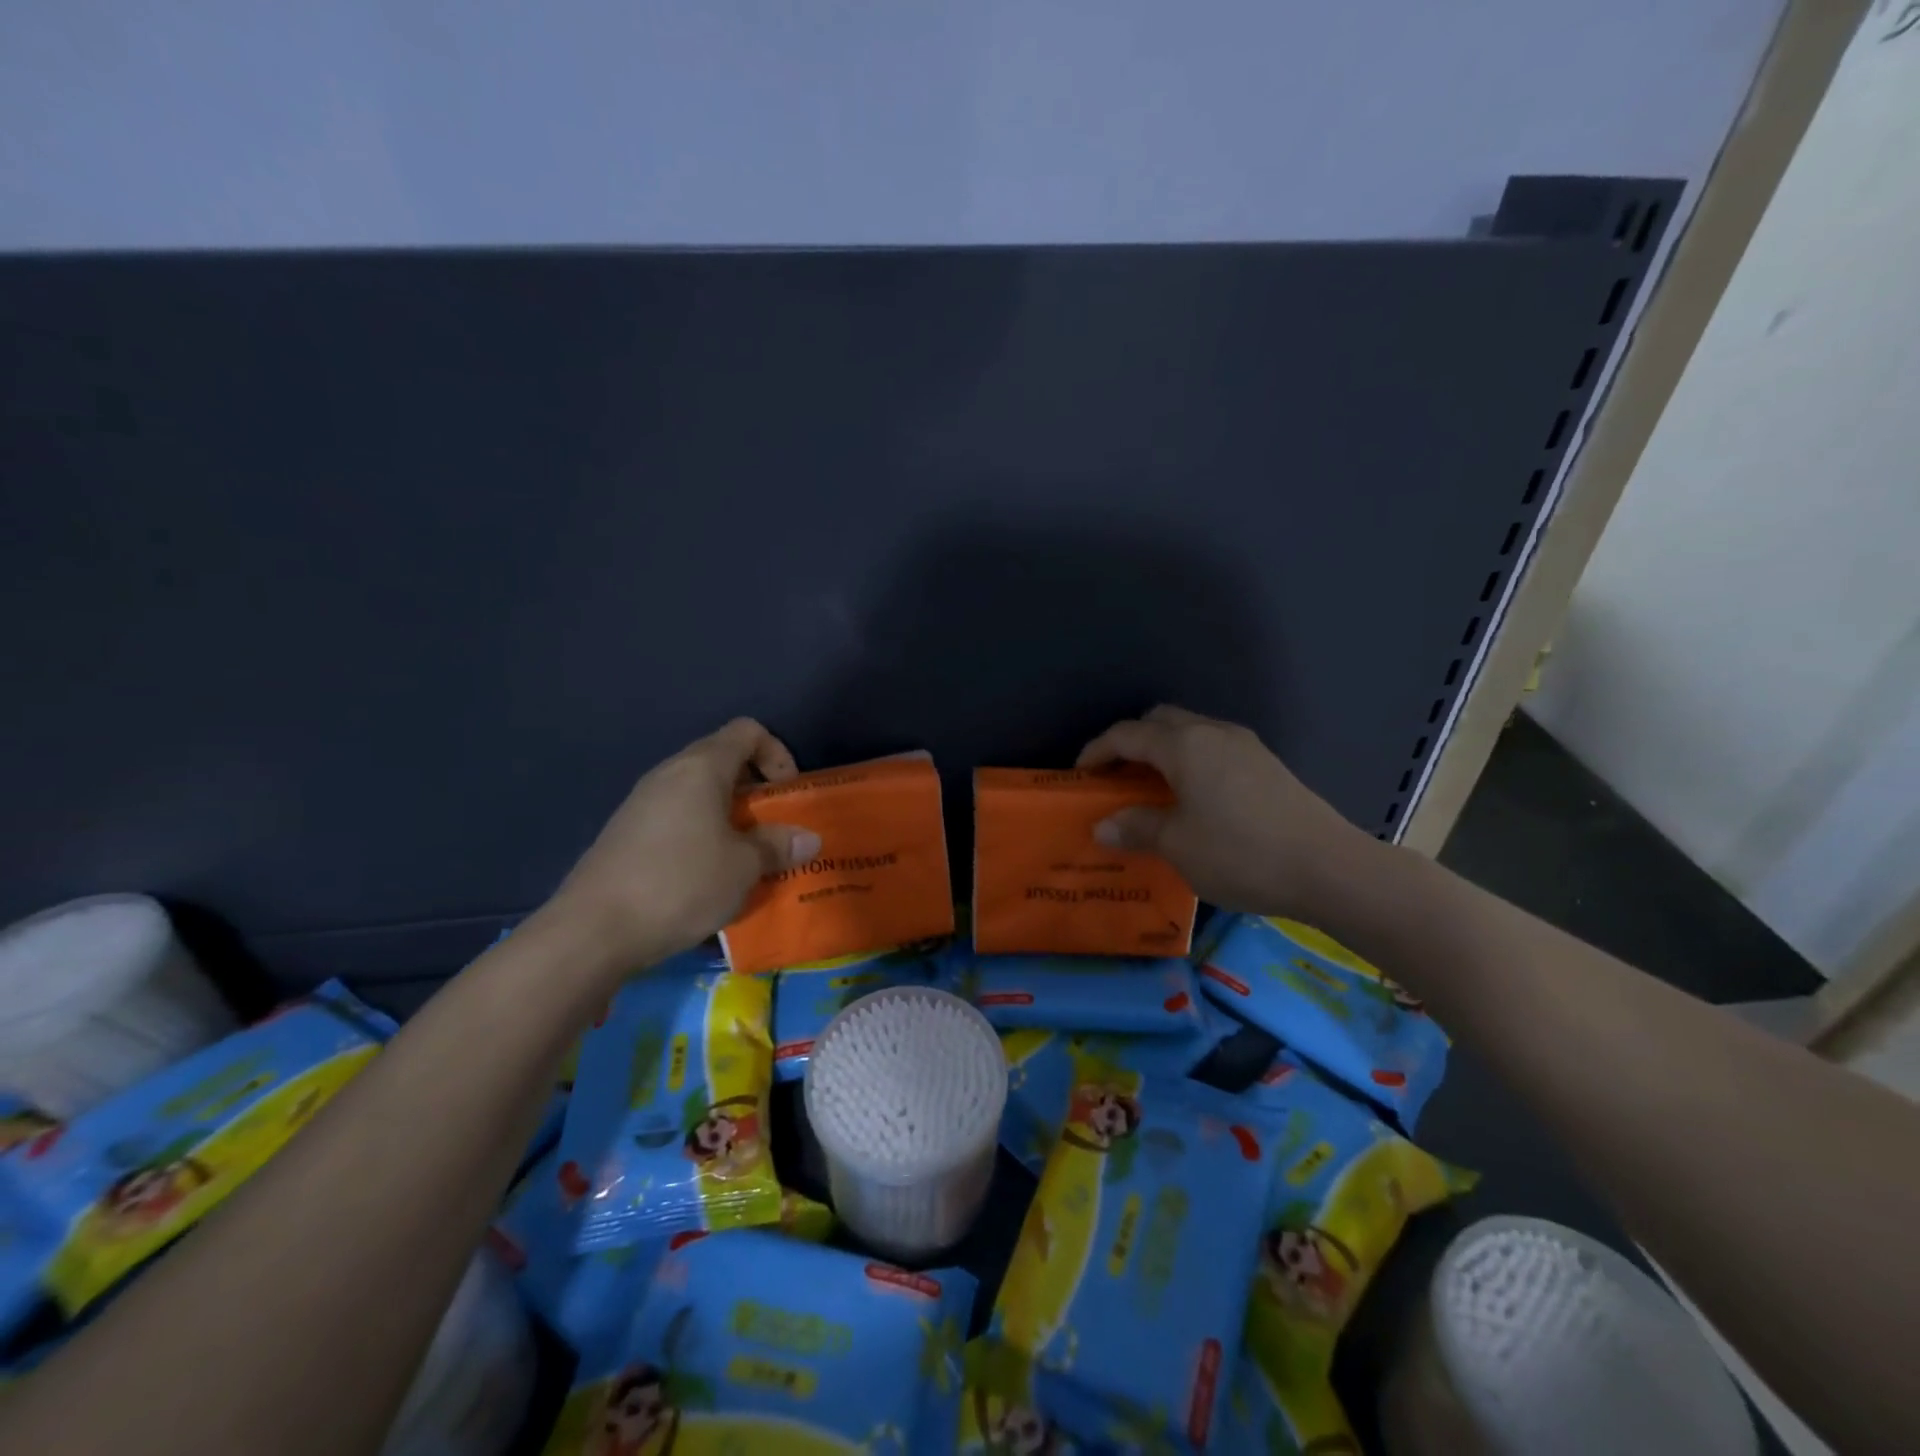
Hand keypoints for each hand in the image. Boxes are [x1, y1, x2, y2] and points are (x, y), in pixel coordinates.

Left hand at [544, 719, 819, 973]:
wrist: (592, 931)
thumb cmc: (681, 883)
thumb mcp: (743, 867)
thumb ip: (778, 846)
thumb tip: (808, 839)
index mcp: (701, 768)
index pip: (747, 732)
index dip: (777, 754)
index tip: (787, 795)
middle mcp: (669, 774)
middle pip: (722, 761)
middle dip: (756, 791)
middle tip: (773, 829)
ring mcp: (642, 804)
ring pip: (699, 794)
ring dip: (729, 817)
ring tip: (744, 858)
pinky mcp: (626, 834)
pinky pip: (677, 819)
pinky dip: (702, 835)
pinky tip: (706, 877)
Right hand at [1077, 705, 1369, 919]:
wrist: (1330, 868)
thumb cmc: (1241, 854)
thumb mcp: (1177, 846)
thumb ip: (1136, 828)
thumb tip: (1102, 825)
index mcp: (1184, 745)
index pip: (1127, 734)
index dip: (1097, 751)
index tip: (1080, 776)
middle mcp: (1213, 732)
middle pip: (1160, 721)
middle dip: (1131, 743)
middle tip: (1117, 778)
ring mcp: (1245, 745)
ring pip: (1190, 732)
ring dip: (1163, 751)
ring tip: (1152, 790)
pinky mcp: (1266, 764)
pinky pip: (1213, 748)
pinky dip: (1190, 761)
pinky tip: (1193, 798)